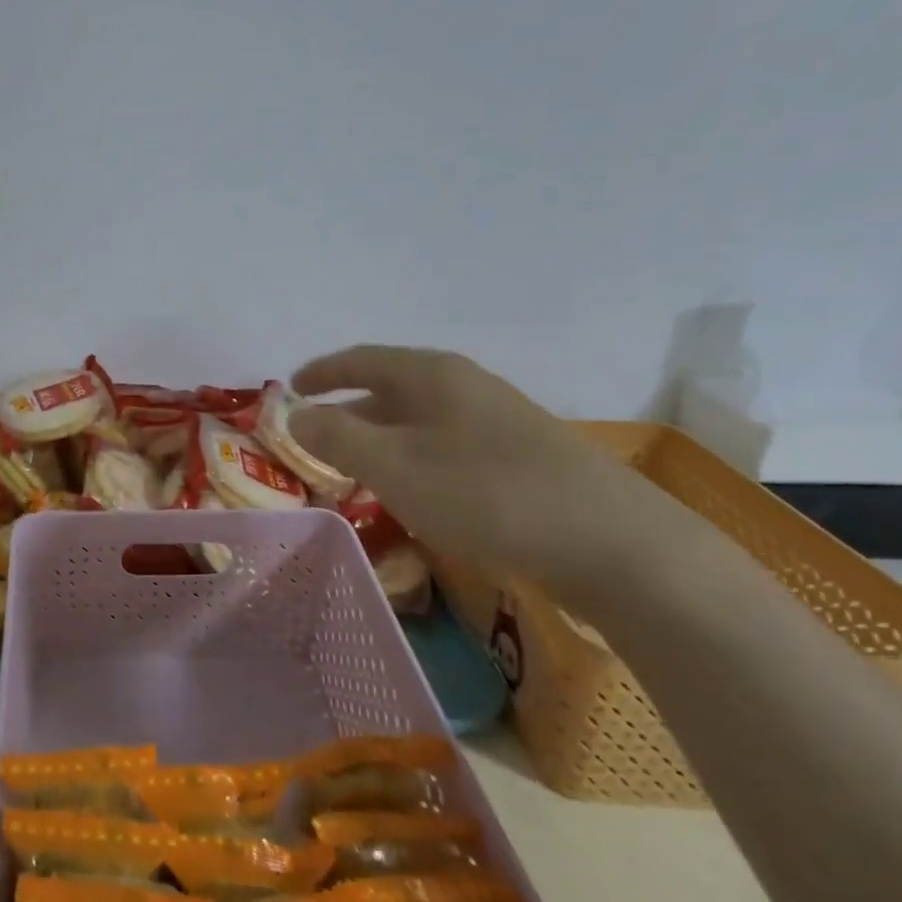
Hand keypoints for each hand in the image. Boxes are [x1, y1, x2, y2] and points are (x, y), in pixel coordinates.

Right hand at [290, 347, 695, 596]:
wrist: (611, 542)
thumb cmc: (484, 493)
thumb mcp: (393, 466)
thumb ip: (336, 437)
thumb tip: (296, 415)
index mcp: (431, 375)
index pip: (360, 359)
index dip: (321, 372)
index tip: (290, 388)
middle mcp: (464, 386)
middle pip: (390, 387)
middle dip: (348, 410)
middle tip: (314, 439)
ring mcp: (497, 420)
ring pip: (419, 419)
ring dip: (381, 438)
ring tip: (354, 468)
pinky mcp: (519, 456)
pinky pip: (445, 444)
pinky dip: (413, 458)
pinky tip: (413, 490)